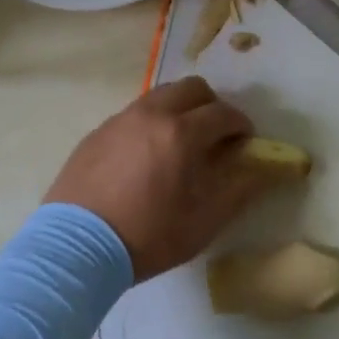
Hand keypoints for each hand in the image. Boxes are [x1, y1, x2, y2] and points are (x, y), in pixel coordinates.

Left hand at [45, 77, 278, 280]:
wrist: (73, 250)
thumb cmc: (146, 237)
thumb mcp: (202, 223)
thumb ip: (238, 190)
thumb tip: (265, 169)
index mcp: (182, 132)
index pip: (223, 113)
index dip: (240, 124)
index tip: (245, 140)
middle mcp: (154, 113)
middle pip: (193, 88)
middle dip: (211, 105)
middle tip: (214, 134)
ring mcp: (122, 118)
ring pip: (162, 95)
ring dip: (180, 108)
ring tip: (179, 142)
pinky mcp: (99, 130)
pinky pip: (135, 113)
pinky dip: (151, 122)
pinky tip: (145, 155)